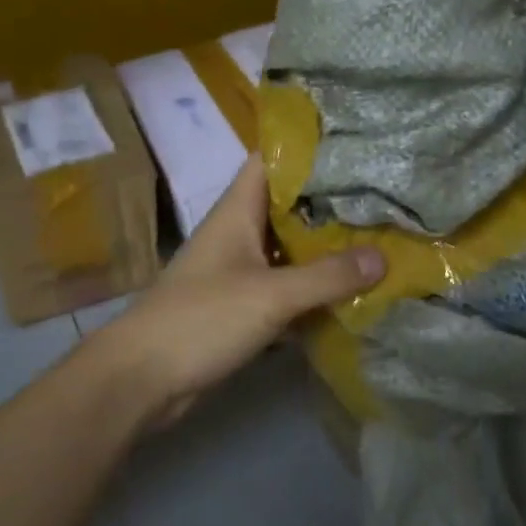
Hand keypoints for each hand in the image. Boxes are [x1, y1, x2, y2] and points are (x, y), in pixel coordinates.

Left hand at [92, 155, 383, 426]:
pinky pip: (284, 285)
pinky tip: (348, 290)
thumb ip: (327, 276)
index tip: (352, 145)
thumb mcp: (271, 294)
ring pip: (289, 247)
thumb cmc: (202, 318)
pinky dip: (312, 286)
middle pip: (288, 205)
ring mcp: (238, 270)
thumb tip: (384, 257)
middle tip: (380, 194)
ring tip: (376, 236)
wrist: (141, 380)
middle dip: (329, 200)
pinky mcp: (240, 306)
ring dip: (324, 246)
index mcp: (238, 210)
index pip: (271, 161)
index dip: (306, 148)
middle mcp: (238, 232)